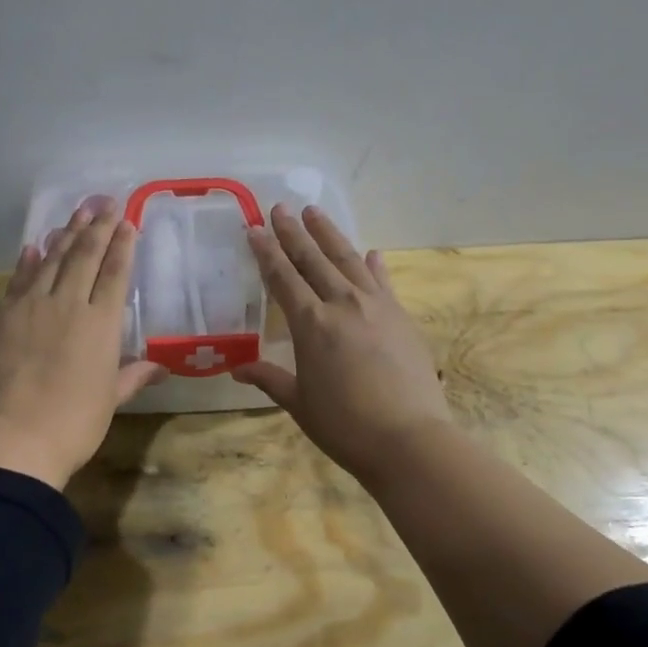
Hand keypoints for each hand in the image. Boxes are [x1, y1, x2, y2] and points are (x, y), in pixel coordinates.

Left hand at [0, 198, 163, 489]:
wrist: (13, 439)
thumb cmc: (74, 424)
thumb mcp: (110, 400)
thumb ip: (133, 375)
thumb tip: (160, 367)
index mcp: (100, 323)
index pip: (115, 273)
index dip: (122, 245)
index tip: (126, 222)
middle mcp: (66, 304)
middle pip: (84, 257)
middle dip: (97, 227)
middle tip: (104, 203)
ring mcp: (29, 307)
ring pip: (50, 261)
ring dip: (65, 235)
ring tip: (76, 214)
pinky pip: (17, 280)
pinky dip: (27, 262)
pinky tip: (32, 247)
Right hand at [233, 204, 452, 484]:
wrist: (409, 439)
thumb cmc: (344, 425)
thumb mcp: (299, 403)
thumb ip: (269, 379)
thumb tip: (238, 369)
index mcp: (311, 324)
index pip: (282, 277)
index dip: (266, 252)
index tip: (253, 228)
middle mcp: (342, 304)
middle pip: (313, 259)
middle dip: (293, 232)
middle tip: (280, 207)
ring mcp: (376, 306)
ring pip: (348, 260)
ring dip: (329, 234)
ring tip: (315, 212)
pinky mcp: (401, 317)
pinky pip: (382, 281)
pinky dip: (373, 265)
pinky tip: (370, 251)